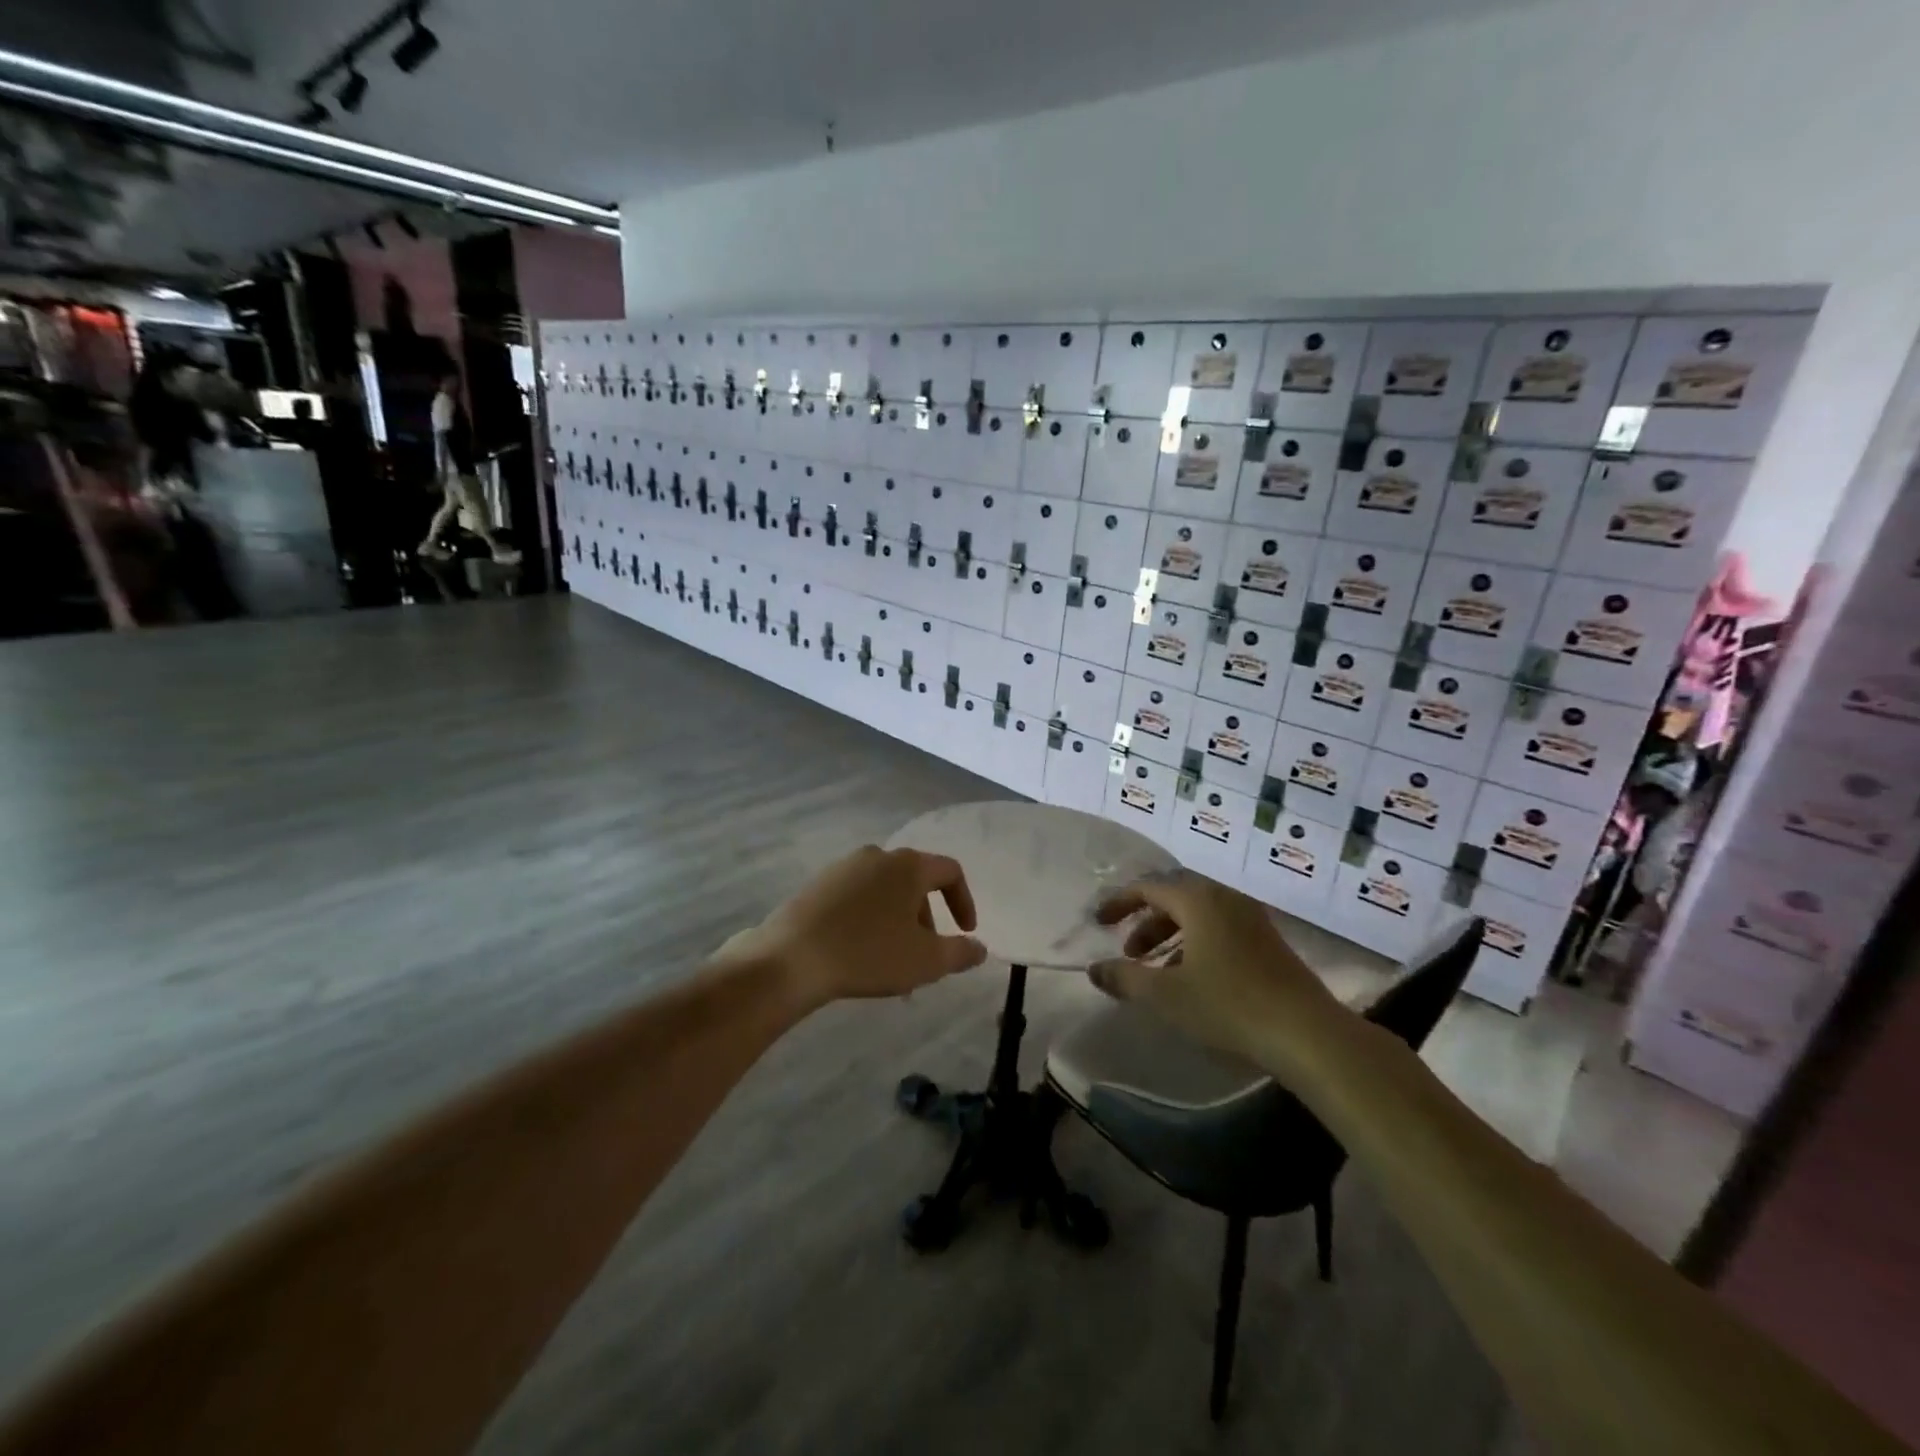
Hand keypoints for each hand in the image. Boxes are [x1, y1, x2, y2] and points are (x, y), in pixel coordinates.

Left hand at [724, 846, 986, 1009]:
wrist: (791, 958)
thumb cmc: (868, 954)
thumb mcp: (926, 961)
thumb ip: (960, 952)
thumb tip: (980, 948)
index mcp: (908, 865)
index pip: (950, 871)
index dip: (964, 901)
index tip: (965, 932)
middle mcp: (878, 855)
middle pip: (915, 882)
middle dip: (926, 919)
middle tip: (924, 956)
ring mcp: (843, 867)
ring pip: (884, 891)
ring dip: (897, 922)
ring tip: (892, 962)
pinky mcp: (817, 884)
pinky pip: (856, 897)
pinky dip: (869, 919)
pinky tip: (859, 952)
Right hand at [1091, 870, 1349, 1079]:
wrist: (1308, 1033)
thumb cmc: (1229, 1005)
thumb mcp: (1166, 995)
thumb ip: (1125, 978)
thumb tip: (1095, 969)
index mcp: (1198, 899)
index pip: (1148, 887)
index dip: (1119, 902)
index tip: (1099, 923)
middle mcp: (1224, 898)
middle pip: (1174, 897)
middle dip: (1146, 921)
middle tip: (1128, 950)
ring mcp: (1250, 918)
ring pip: (1198, 915)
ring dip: (1170, 935)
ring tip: (1155, 969)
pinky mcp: (1267, 941)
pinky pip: (1219, 928)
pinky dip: (1195, 944)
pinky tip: (1192, 979)